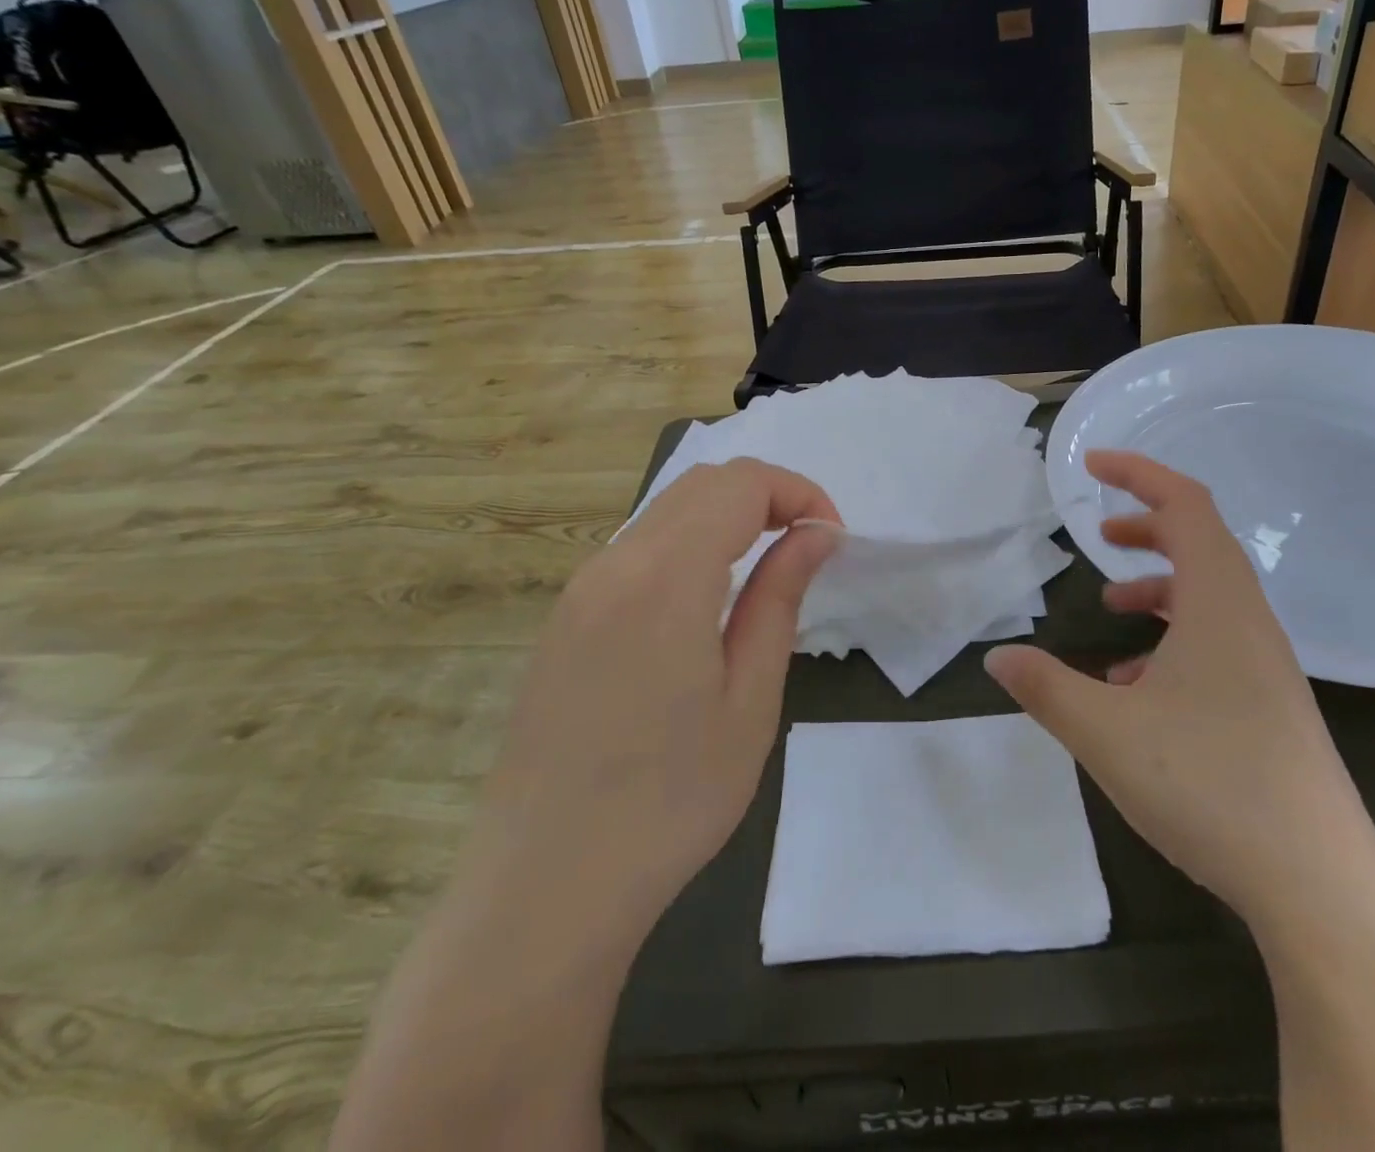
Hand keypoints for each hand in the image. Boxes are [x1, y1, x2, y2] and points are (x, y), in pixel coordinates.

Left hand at [475, 458, 839, 949]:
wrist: (543, 891)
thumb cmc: (669, 802)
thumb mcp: (750, 700)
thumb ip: (780, 598)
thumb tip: (816, 534)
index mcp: (664, 578)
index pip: (741, 484)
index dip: (798, 493)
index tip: (831, 541)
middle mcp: (612, 565)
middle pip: (701, 484)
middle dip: (767, 496)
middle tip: (808, 547)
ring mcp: (578, 591)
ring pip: (665, 511)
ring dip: (727, 518)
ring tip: (767, 571)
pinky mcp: (564, 620)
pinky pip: (636, 549)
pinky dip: (688, 544)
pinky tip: (707, 602)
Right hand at [986, 451, 1368, 916]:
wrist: (1319, 884)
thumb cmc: (1209, 784)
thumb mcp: (1105, 731)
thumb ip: (1045, 687)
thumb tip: (998, 657)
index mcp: (1218, 603)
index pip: (1186, 505)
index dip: (1139, 473)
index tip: (1092, 466)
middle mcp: (1249, 621)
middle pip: (1201, 543)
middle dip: (1147, 527)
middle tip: (1099, 532)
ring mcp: (1266, 665)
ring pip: (1208, 597)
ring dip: (1158, 588)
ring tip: (1110, 607)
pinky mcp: (1269, 704)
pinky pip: (1216, 644)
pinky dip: (1172, 640)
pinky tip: (1134, 688)